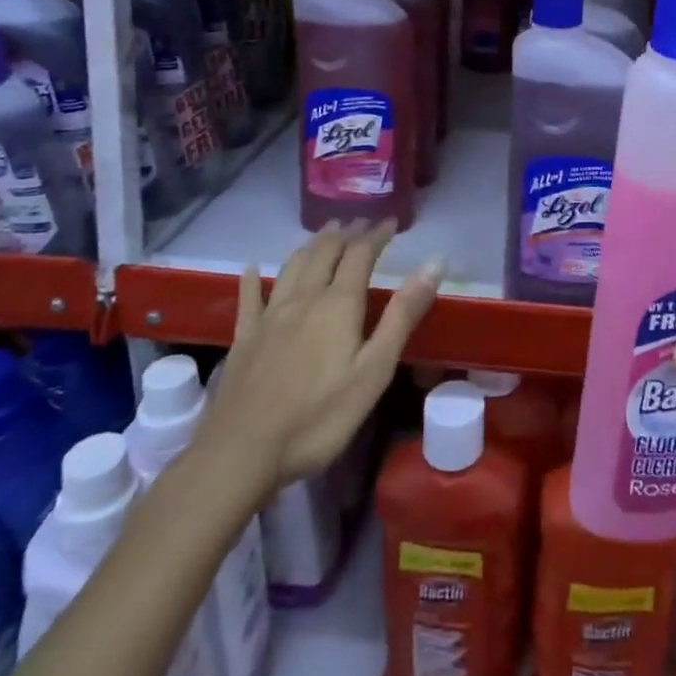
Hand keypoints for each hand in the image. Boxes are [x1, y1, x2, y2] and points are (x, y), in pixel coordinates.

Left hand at [195, 219, 441, 503]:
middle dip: (345, 233)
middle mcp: (303, 298)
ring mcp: (269, 316)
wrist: (241, 454)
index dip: (377, 234)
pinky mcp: (244, 338)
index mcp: (338, 304)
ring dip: (311, 245)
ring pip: (292, 266)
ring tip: (324, 234)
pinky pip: (249, 298)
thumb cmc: (319, 417)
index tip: (391, 221)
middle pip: (325, 252)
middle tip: (360, 222)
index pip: (361, 254)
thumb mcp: (374, 370)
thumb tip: (434, 263)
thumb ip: (403, 314)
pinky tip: (252, 269)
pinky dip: (253, 278)